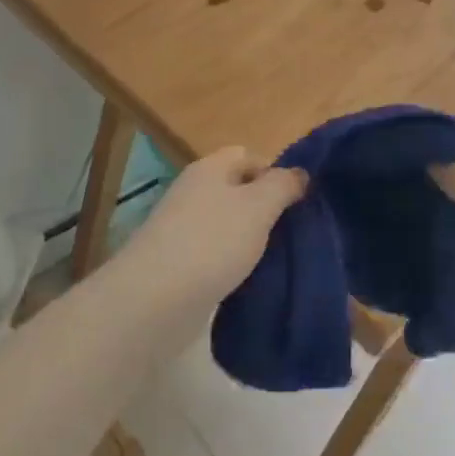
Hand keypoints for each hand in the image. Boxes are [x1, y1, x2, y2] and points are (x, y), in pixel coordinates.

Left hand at [117, 147, 306, 311]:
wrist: (154, 300)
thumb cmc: (212, 242)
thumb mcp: (258, 207)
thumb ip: (282, 185)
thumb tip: (299, 173)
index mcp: (209, 169)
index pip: (248, 155)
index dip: (275, 172)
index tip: (297, 201)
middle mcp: (193, 193)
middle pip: (238, 191)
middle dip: (266, 209)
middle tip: (293, 232)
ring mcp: (182, 229)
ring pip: (228, 224)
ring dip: (251, 239)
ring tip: (278, 259)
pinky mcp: (179, 263)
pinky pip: (216, 254)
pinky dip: (233, 263)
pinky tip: (250, 279)